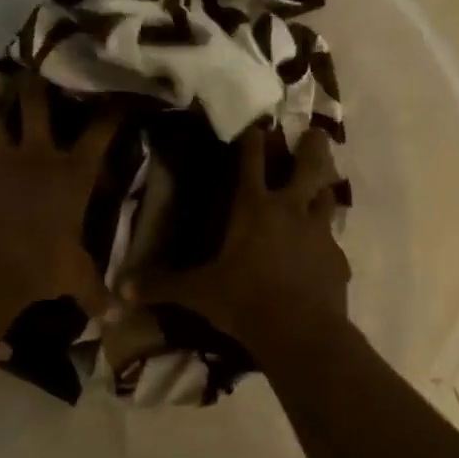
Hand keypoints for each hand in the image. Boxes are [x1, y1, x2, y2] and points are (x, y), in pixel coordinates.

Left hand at [0, 74, 119, 310]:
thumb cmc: (45, 262)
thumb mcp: (76, 278)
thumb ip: (96, 292)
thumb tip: (118, 317)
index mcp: (71, 174)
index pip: (98, 134)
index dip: (109, 114)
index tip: (117, 96)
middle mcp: (36, 158)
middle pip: (35, 108)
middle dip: (35, 86)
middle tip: (32, 68)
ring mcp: (0, 167)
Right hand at [124, 125, 348, 351]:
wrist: (301, 333)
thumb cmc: (244, 302)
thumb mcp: (198, 294)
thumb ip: (162, 285)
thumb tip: (121, 288)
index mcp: (253, 208)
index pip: (251, 162)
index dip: (253, 141)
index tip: (257, 124)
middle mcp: (290, 210)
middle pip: (308, 166)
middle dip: (313, 146)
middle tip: (317, 132)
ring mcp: (319, 233)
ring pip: (328, 197)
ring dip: (325, 188)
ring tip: (323, 185)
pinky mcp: (337, 260)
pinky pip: (333, 242)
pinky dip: (327, 240)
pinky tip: (322, 251)